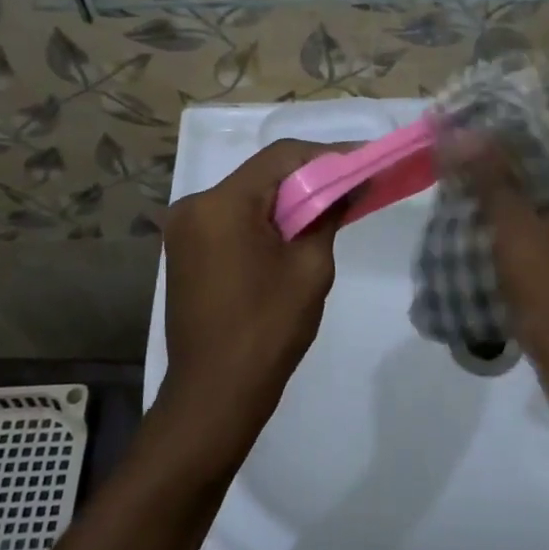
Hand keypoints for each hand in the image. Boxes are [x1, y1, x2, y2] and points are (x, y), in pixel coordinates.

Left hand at [158, 139, 345, 455]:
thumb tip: (347, 185)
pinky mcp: (186, 250)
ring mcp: (185, 228)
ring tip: (332, 204)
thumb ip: (327, 214)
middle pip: (262, 174)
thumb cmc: (267, 329)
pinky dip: (266, 219)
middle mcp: (194, 205)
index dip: (327, 154)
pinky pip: (233, 219)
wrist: (214, 395)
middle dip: (309, 176)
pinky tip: (296, 229)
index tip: (364, 161)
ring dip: (288, 199)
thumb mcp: (310, 267)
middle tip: (353, 183)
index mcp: (221, 204)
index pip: (281, 157)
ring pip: (248, 196)